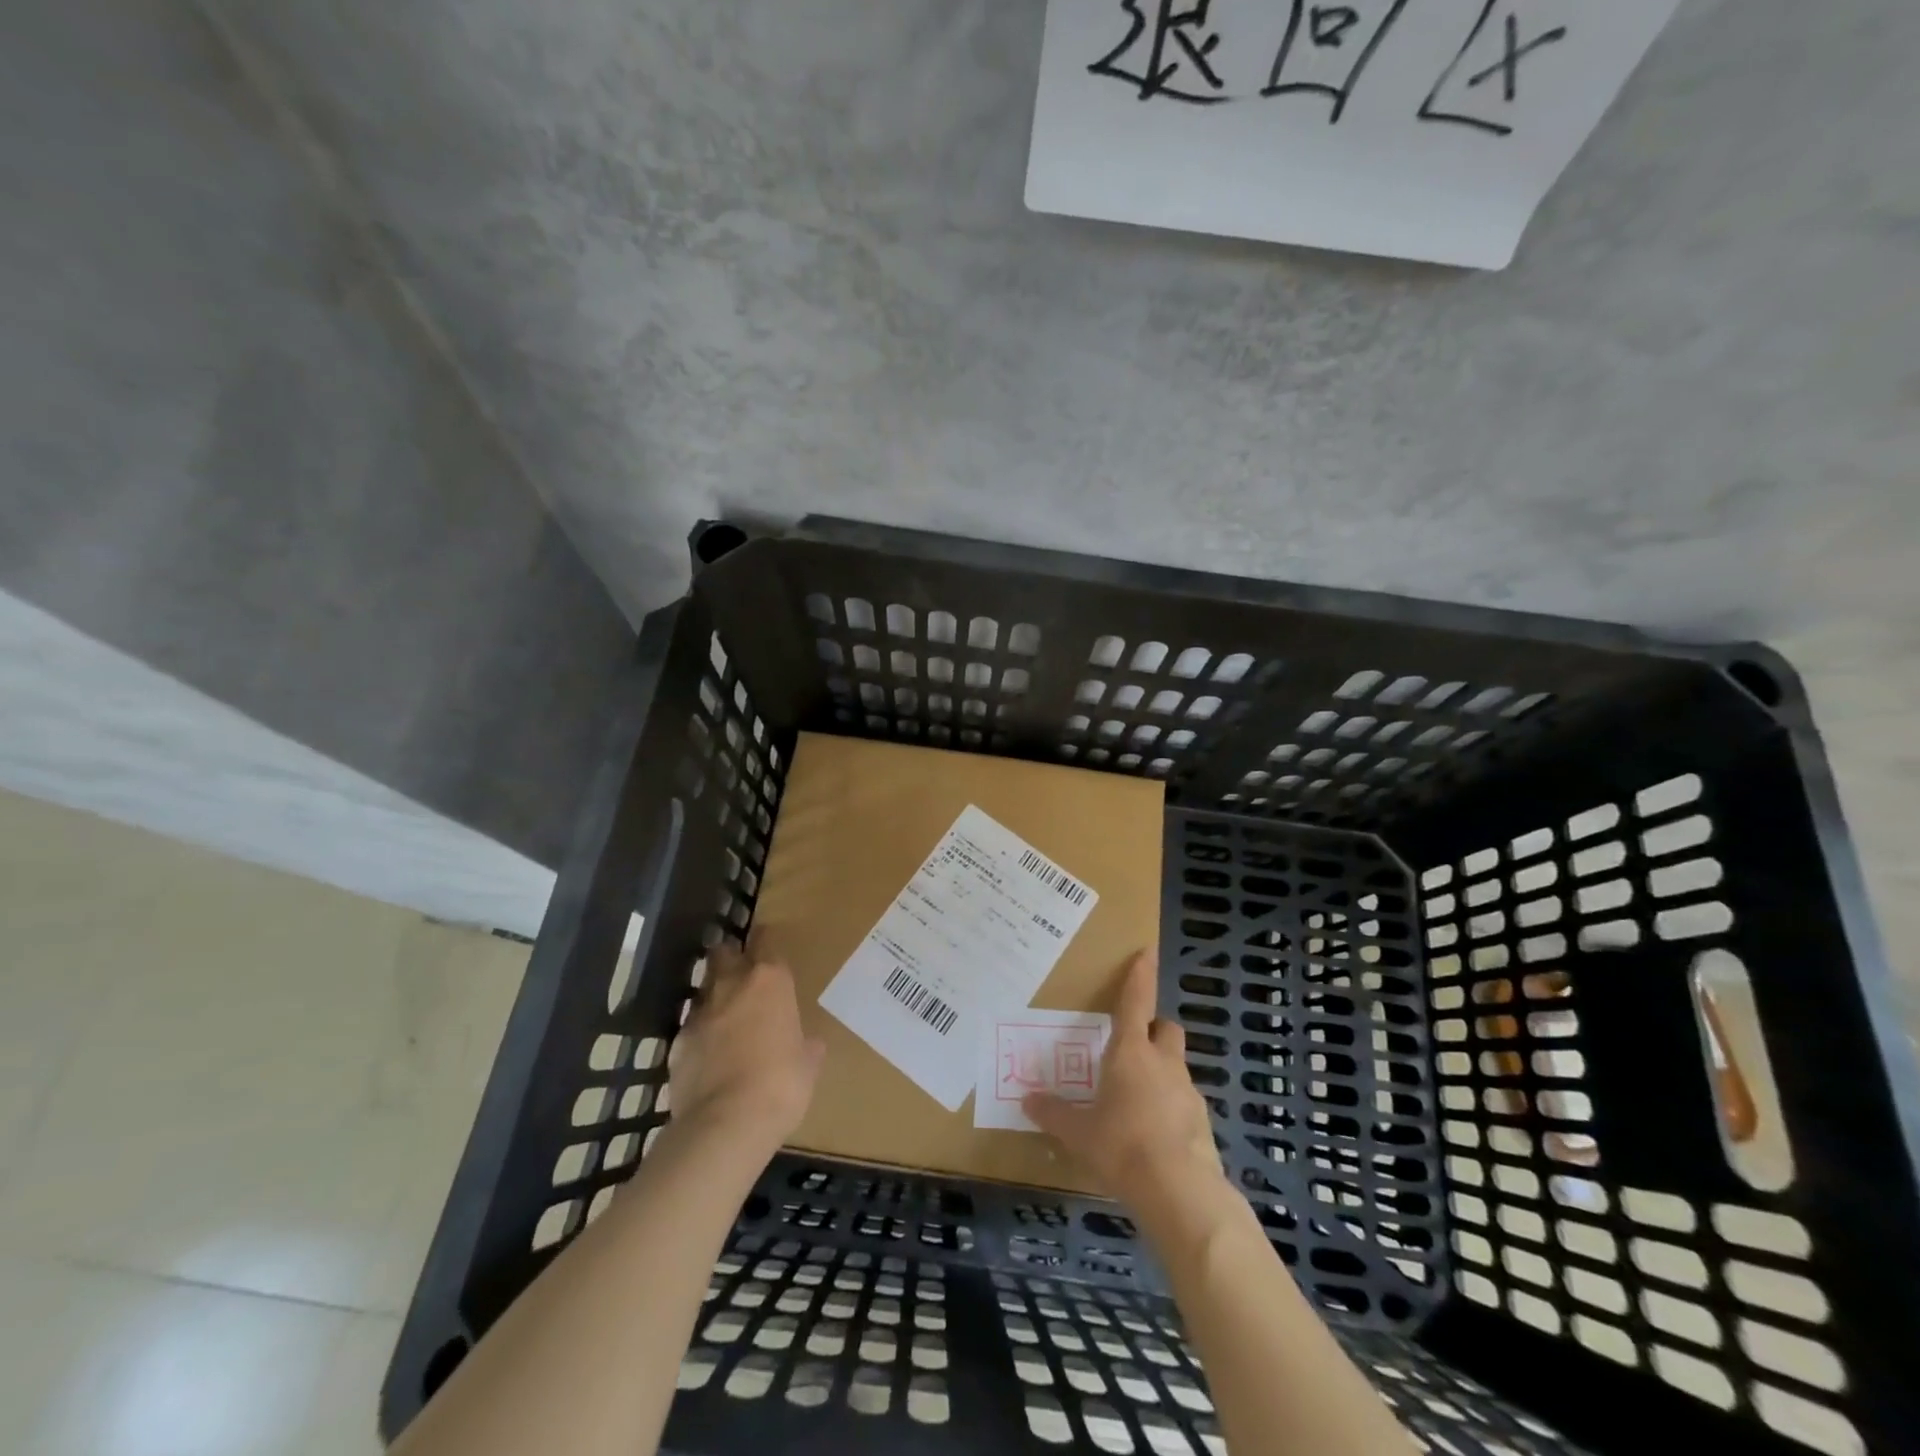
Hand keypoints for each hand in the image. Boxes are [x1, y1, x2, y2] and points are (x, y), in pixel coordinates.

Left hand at [668, 941, 824, 1148]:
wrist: (725, 1124)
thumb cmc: (782, 1084)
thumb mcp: (808, 1065)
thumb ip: (806, 1046)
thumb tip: (810, 1044)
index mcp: (771, 981)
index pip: (765, 941)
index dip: (765, 940)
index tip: (767, 943)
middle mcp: (732, 985)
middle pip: (724, 953)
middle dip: (731, 957)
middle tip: (741, 972)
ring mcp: (700, 1013)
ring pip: (704, 989)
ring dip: (713, 996)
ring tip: (724, 1015)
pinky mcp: (677, 1043)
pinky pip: (690, 1028)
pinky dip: (699, 1035)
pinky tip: (707, 1054)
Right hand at [1024, 949, 1225, 1211]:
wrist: (1179, 1192)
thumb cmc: (1122, 1146)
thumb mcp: (1079, 1133)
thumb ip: (1054, 1113)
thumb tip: (1028, 1101)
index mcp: (1130, 1053)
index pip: (1136, 1002)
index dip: (1140, 975)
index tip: (1147, 951)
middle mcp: (1163, 1063)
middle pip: (1166, 1028)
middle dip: (1153, 1029)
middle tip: (1133, 1045)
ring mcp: (1187, 1092)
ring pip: (1176, 1066)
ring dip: (1161, 1072)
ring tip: (1137, 1100)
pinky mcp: (1203, 1123)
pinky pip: (1184, 1102)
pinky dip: (1171, 1108)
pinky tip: (1154, 1135)